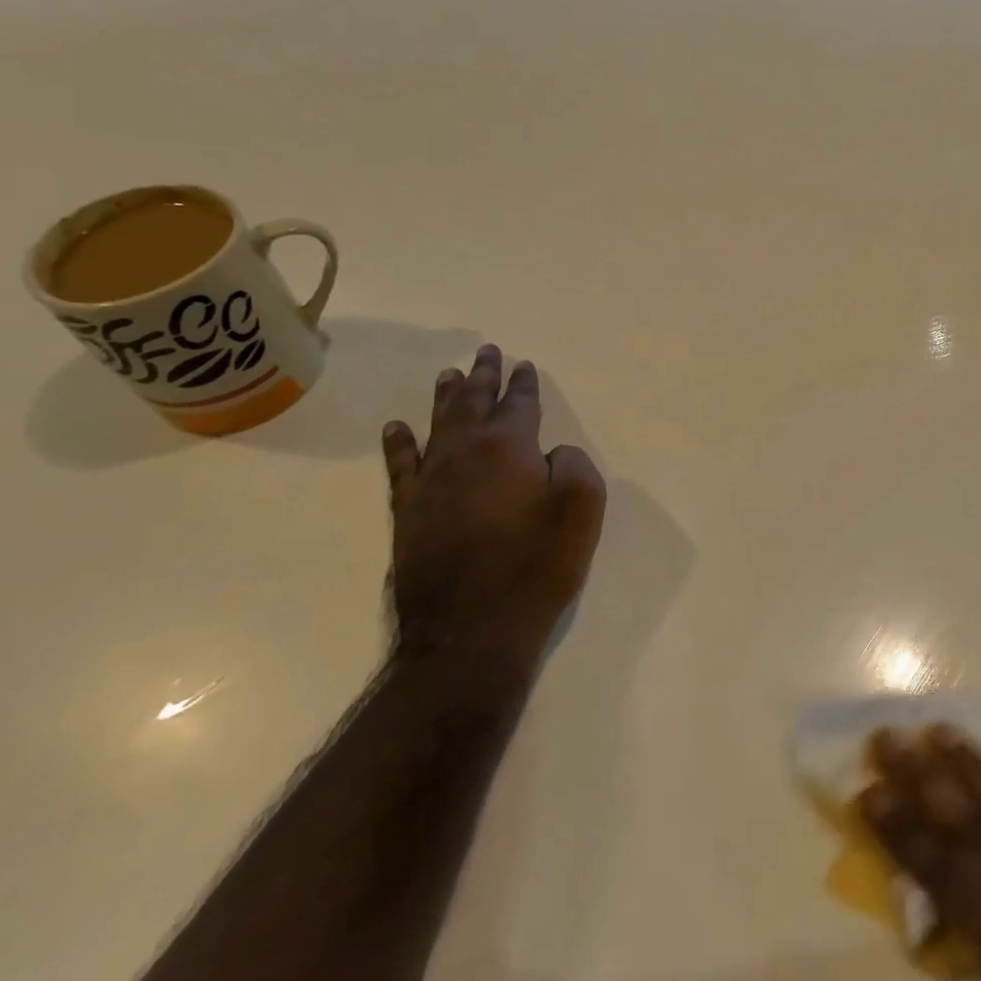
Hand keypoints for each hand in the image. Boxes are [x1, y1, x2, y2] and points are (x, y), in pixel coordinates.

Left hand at [382, 344, 606, 679]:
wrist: (471, 629)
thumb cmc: (536, 566)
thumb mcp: (582, 510)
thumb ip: (574, 466)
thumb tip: (552, 454)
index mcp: (510, 447)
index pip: (519, 403)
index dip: (523, 383)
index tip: (524, 364)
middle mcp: (465, 453)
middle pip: (474, 403)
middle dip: (483, 375)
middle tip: (487, 351)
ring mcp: (431, 481)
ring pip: (438, 424)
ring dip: (446, 397)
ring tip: (450, 373)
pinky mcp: (408, 512)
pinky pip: (401, 465)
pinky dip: (399, 443)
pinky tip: (397, 427)